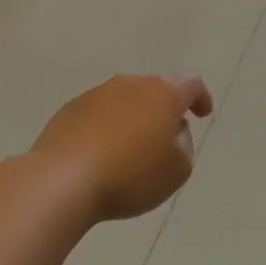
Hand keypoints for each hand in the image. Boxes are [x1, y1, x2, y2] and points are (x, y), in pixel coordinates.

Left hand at [30, 75, 214, 222]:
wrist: (63, 180)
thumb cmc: (130, 175)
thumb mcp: (177, 170)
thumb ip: (184, 146)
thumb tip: (172, 132)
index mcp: (163, 94)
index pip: (191, 86)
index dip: (200, 98)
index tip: (202, 114)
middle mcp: (130, 84)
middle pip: (155, 89)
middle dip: (164, 109)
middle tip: (167, 136)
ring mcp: (96, 94)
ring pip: (125, 100)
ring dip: (133, 117)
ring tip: (132, 148)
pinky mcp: (69, 109)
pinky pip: (98, 114)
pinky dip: (107, 127)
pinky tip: (102, 153)